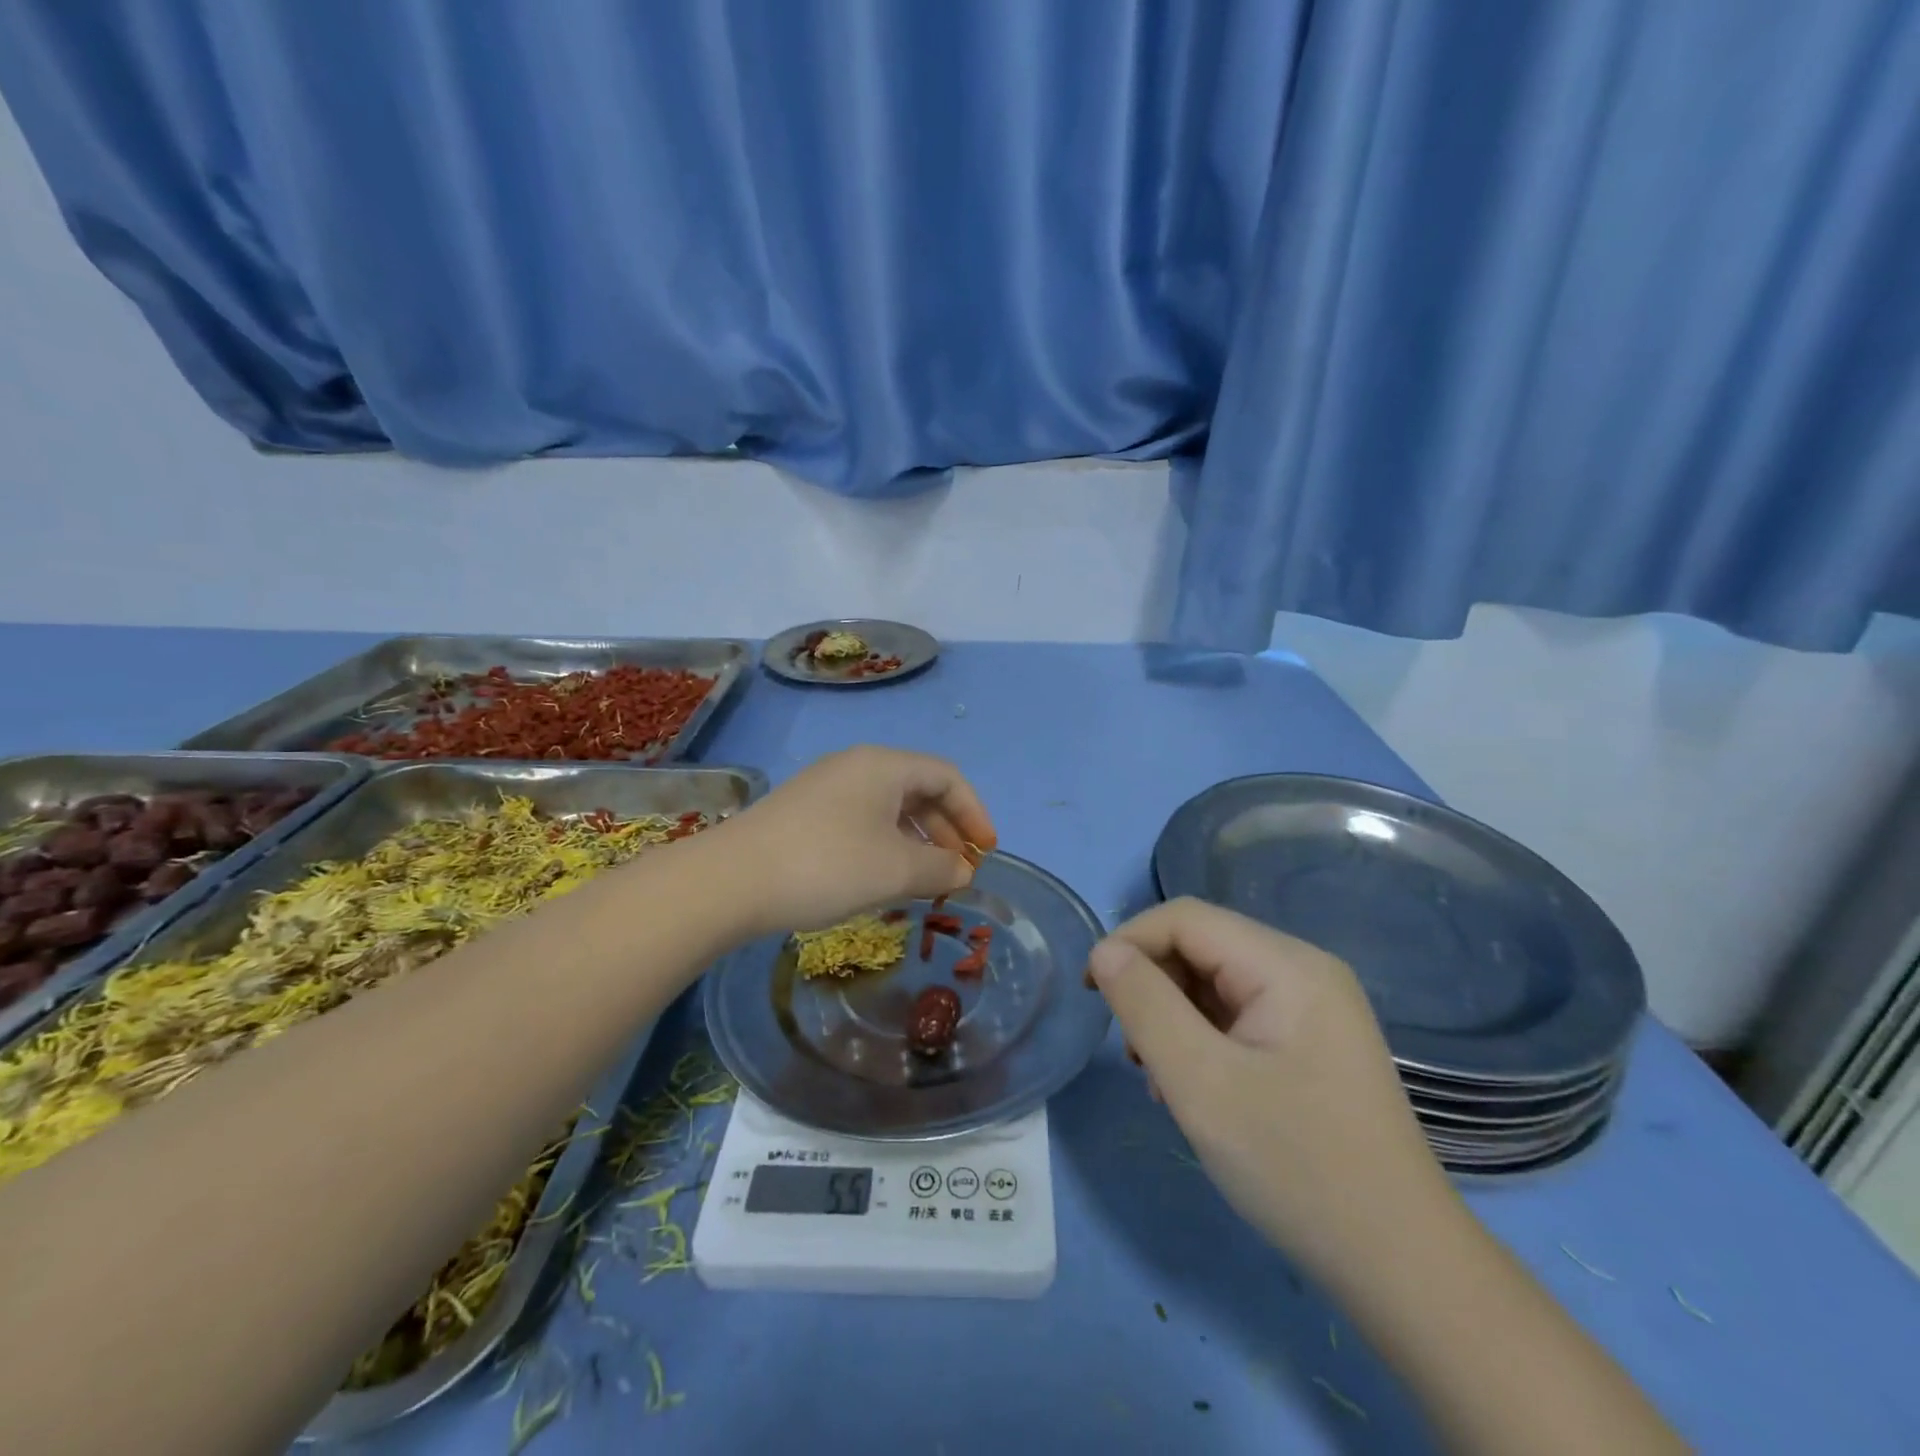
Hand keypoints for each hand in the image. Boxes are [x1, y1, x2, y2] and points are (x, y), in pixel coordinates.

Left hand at [705, 746, 997, 936]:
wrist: (730, 881)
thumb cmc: (827, 865)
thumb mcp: (895, 870)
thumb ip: (940, 868)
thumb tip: (962, 870)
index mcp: (884, 766)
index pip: (947, 777)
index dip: (974, 813)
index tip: (985, 853)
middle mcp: (856, 766)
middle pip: (918, 789)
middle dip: (946, 830)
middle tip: (958, 870)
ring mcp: (825, 787)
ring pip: (888, 807)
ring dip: (916, 841)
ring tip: (924, 880)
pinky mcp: (803, 813)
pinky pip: (861, 820)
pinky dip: (885, 845)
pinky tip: (881, 878)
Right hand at [1087, 898, 1445, 1280]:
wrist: (1401, 1267)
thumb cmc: (1297, 1167)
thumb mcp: (1202, 1084)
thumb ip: (1145, 1006)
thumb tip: (1105, 951)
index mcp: (1287, 965)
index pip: (1186, 919)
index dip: (1129, 942)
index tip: (1091, 994)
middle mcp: (1303, 970)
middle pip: (1202, 946)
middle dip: (1154, 987)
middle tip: (1134, 1053)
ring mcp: (1313, 1007)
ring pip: (1215, 983)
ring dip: (1173, 1017)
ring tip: (1162, 1080)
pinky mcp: (1311, 1042)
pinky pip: (1238, 1015)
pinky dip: (1202, 1039)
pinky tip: (1196, 1089)